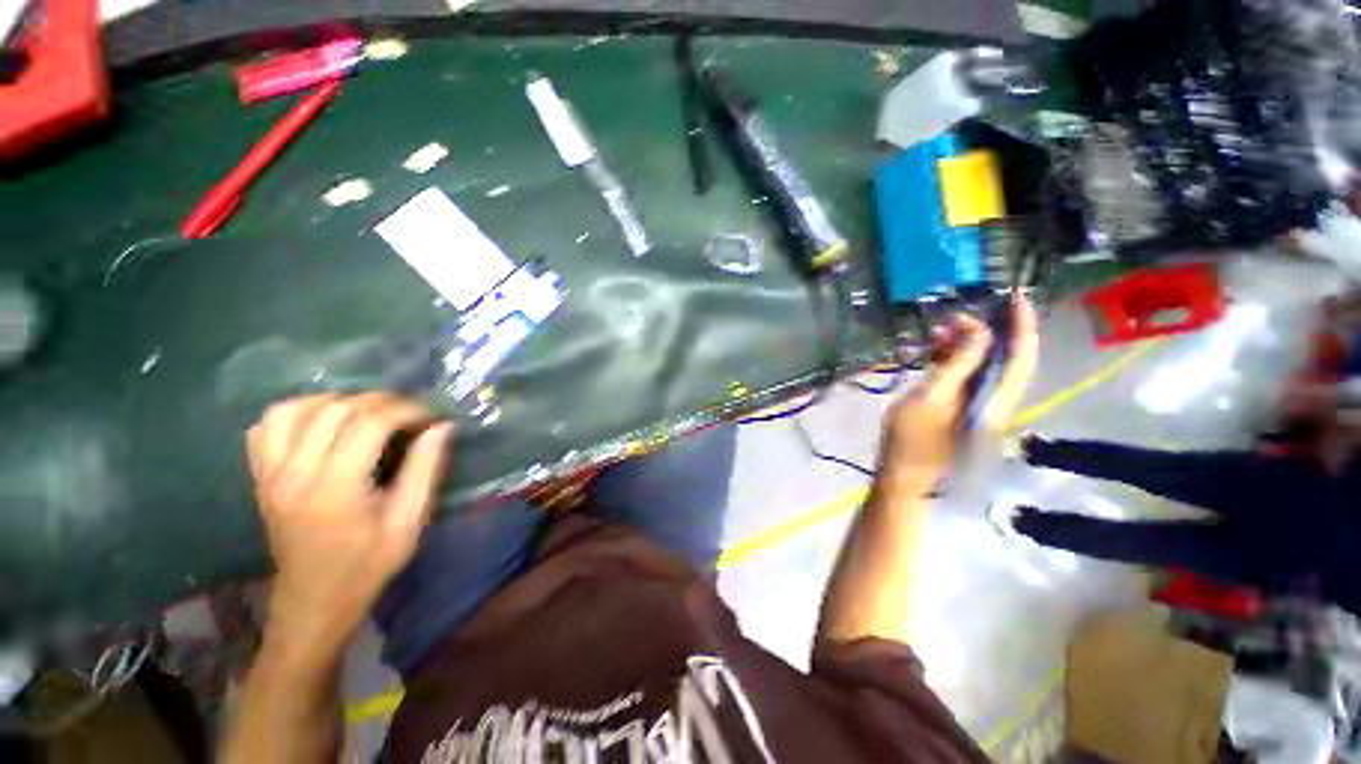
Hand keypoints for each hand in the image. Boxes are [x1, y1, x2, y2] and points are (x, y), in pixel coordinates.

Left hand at [246, 392, 452, 660]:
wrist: (313, 602)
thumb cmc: (367, 566)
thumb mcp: (409, 521)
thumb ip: (425, 469)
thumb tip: (441, 427)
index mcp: (335, 487)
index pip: (370, 423)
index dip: (406, 410)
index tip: (431, 416)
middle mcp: (295, 473)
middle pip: (334, 409)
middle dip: (378, 401)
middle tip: (407, 413)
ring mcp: (270, 474)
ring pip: (294, 409)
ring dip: (335, 401)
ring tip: (365, 414)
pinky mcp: (260, 478)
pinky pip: (267, 427)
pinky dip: (297, 413)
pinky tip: (323, 424)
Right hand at [879, 295, 1037, 493]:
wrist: (903, 478)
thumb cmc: (911, 440)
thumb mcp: (930, 397)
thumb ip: (958, 364)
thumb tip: (980, 332)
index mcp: (994, 401)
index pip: (1020, 357)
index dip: (1021, 326)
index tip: (1014, 296)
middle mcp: (996, 402)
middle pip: (1006, 360)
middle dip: (987, 332)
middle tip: (956, 316)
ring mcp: (980, 407)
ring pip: (986, 367)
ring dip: (967, 345)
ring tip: (939, 331)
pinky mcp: (963, 410)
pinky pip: (968, 378)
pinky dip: (955, 360)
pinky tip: (936, 351)